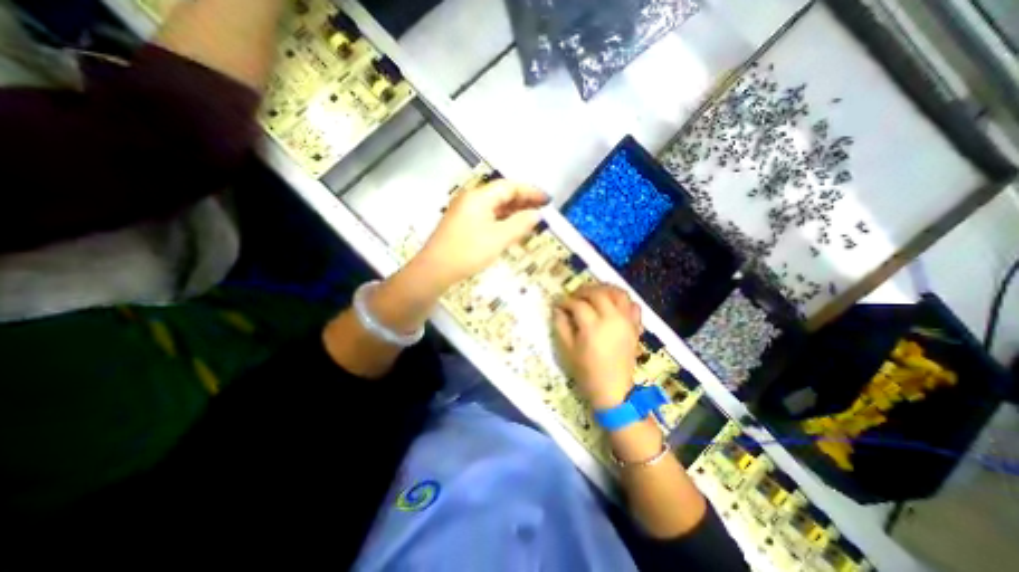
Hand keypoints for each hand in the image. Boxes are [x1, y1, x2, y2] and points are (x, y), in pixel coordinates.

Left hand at [415, 179, 550, 288]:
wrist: (435, 270)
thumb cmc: (468, 252)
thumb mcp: (498, 238)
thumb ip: (520, 224)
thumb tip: (537, 214)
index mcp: (479, 197)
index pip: (509, 187)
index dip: (530, 192)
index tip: (547, 200)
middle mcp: (471, 199)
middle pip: (501, 194)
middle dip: (523, 200)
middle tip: (542, 209)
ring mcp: (465, 211)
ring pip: (494, 205)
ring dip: (513, 210)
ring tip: (531, 218)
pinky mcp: (462, 223)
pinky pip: (487, 215)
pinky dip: (502, 219)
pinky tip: (511, 227)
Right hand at [555, 286, 639, 410]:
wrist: (613, 390)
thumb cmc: (586, 372)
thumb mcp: (567, 350)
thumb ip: (561, 326)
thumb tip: (557, 309)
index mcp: (593, 326)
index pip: (578, 304)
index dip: (565, 301)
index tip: (558, 303)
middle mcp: (612, 319)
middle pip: (598, 293)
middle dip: (583, 291)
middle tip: (573, 295)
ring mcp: (627, 322)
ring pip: (618, 293)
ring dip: (604, 288)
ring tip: (593, 292)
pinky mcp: (635, 327)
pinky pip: (633, 305)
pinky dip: (623, 299)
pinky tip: (612, 303)